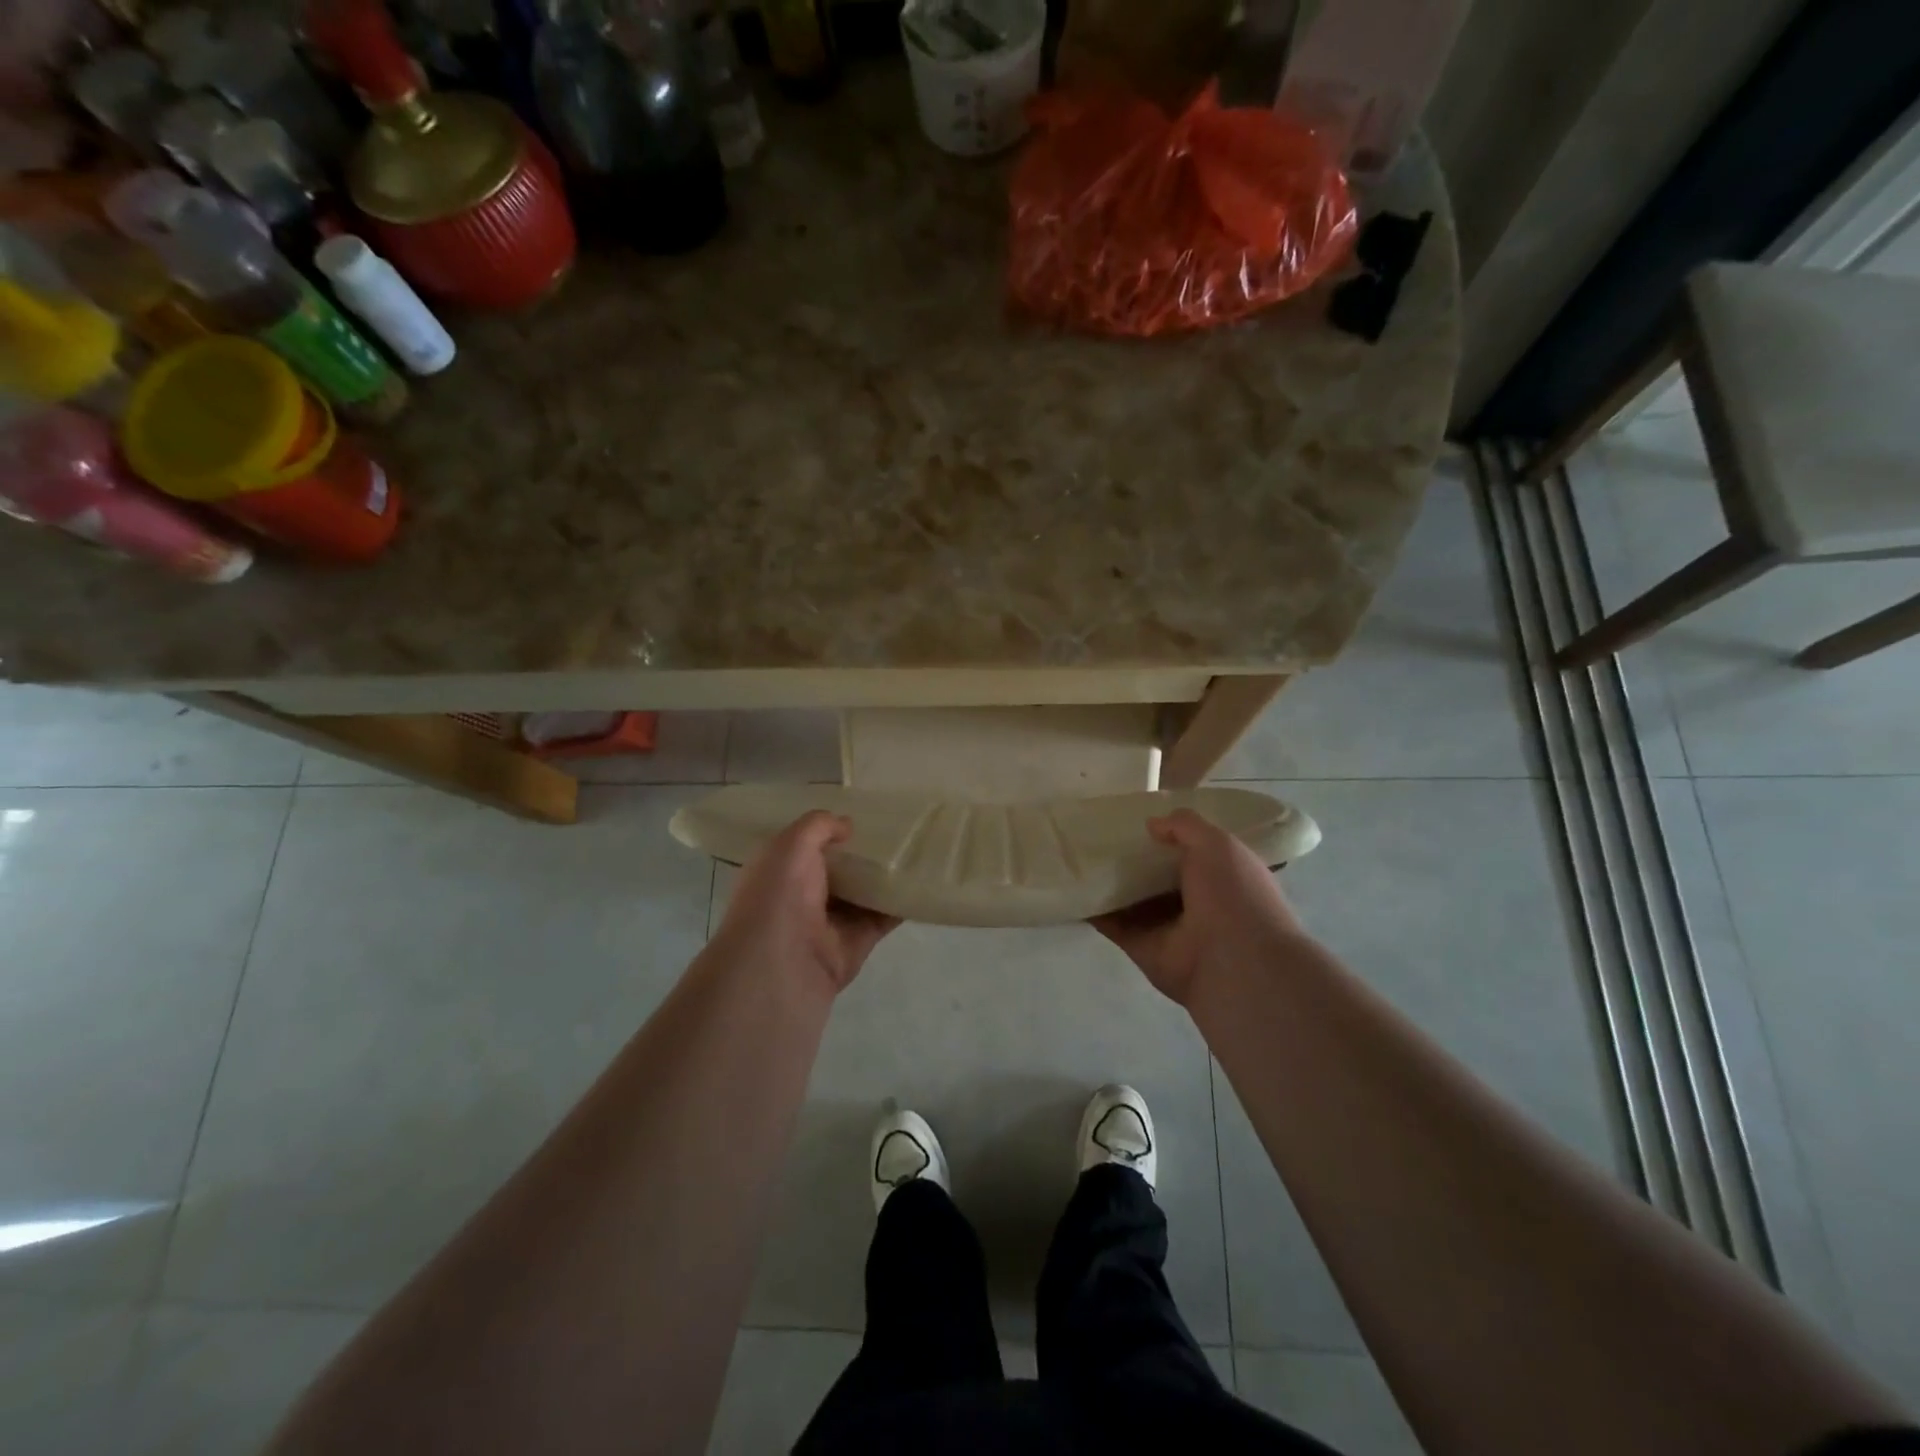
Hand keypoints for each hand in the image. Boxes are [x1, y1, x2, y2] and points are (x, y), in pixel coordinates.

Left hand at [710, 811, 898, 995]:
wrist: (783, 962)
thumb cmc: (779, 895)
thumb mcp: (791, 844)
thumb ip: (819, 826)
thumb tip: (847, 826)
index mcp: (780, 871)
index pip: (806, 846)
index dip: (829, 830)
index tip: (860, 813)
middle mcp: (803, 896)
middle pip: (840, 869)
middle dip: (862, 852)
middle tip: (896, 828)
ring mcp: (832, 921)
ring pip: (864, 893)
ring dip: (885, 876)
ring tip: (916, 849)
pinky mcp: (858, 941)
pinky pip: (884, 917)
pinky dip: (901, 904)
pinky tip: (921, 882)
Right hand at [1092, 809, 1306, 1005]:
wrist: (1235, 964)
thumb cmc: (1234, 896)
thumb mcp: (1218, 844)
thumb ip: (1185, 827)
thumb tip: (1152, 824)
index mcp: (1220, 877)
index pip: (1191, 851)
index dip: (1168, 835)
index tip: (1138, 817)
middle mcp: (1194, 902)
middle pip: (1156, 875)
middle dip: (1133, 857)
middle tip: (1100, 831)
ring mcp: (1165, 926)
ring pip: (1131, 899)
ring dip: (1109, 881)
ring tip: (1079, 854)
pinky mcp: (1140, 947)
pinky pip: (1112, 924)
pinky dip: (1093, 909)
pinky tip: (1073, 887)